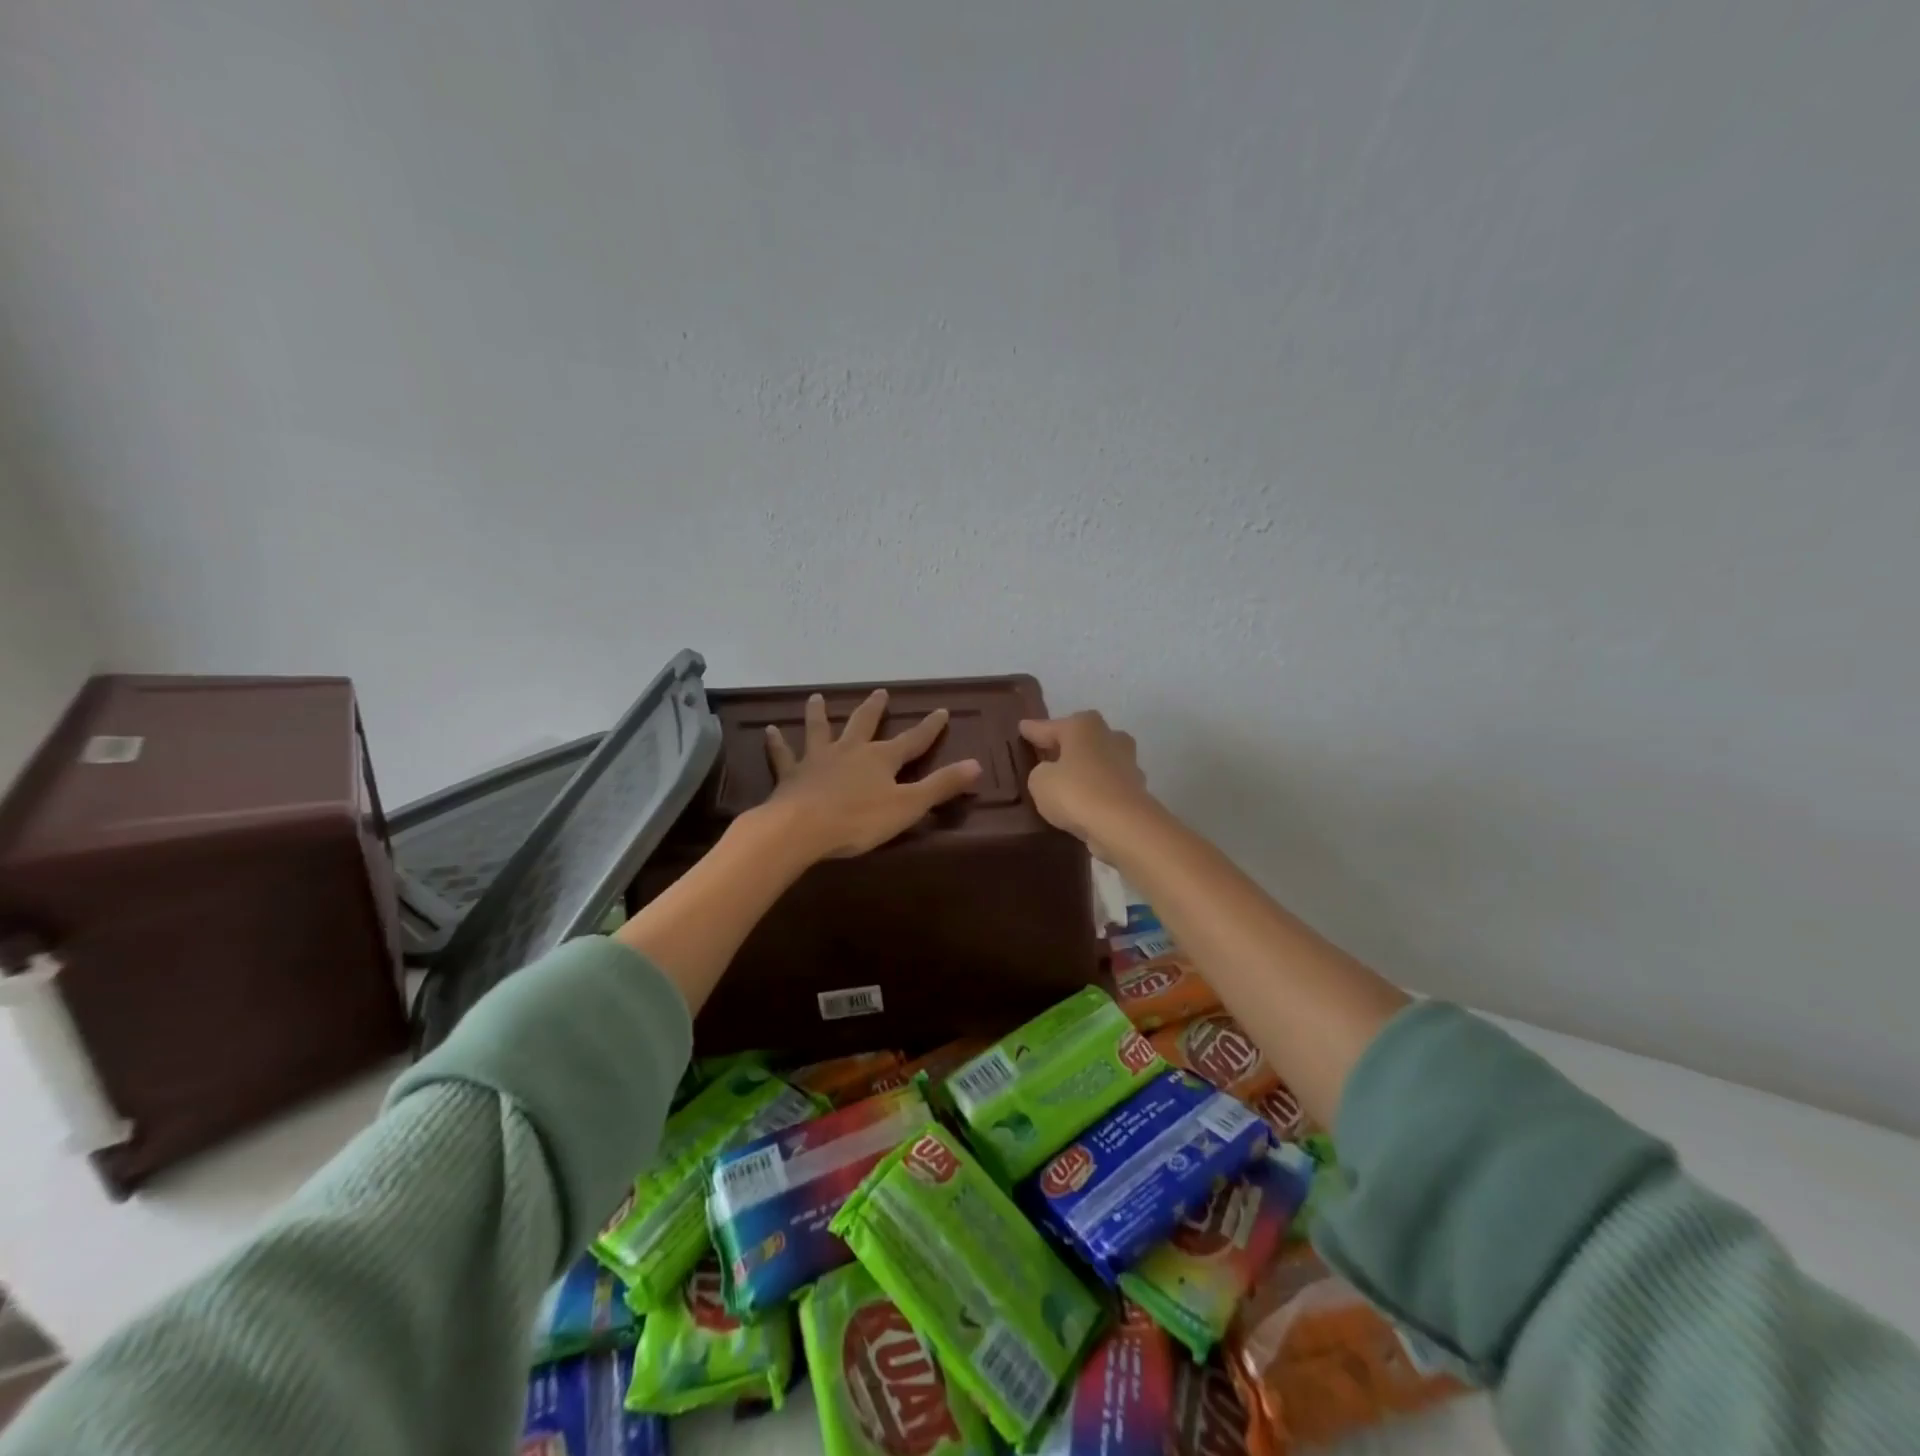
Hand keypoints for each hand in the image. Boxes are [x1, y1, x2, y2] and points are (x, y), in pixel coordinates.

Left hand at [762, 690, 982, 859]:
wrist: (802, 828)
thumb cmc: (859, 820)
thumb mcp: (908, 806)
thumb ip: (941, 786)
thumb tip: (977, 765)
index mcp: (881, 759)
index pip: (913, 740)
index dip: (929, 727)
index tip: (942, 710)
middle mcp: (851, 751)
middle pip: (865, 724)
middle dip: (875, 709)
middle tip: (880, 692)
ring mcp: (818, 759)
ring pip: (821, 730)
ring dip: (820, 713)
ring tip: (818, 697)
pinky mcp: (792, 774)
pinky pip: (784, 754)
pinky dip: (777, 743)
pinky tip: (769, 731)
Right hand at [1018, 711, 1156, 859]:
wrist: (1123, 825)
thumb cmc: (1076, 792)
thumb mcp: (1040, 781)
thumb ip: (1041, 772)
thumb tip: (1052, 772)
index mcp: (1084, 726)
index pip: (1051, 726)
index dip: (1034, 730)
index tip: (1022, 728)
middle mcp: (1110, 737)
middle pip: (1082, 738)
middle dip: (1066, 745)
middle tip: (1046, 754)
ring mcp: (1128, 763)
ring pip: (1098, 761)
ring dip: (1084, 769)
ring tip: (1065, 781)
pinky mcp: (1136, 790)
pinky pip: (1107, 785)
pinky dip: (1096, 790)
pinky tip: (1083, 802)